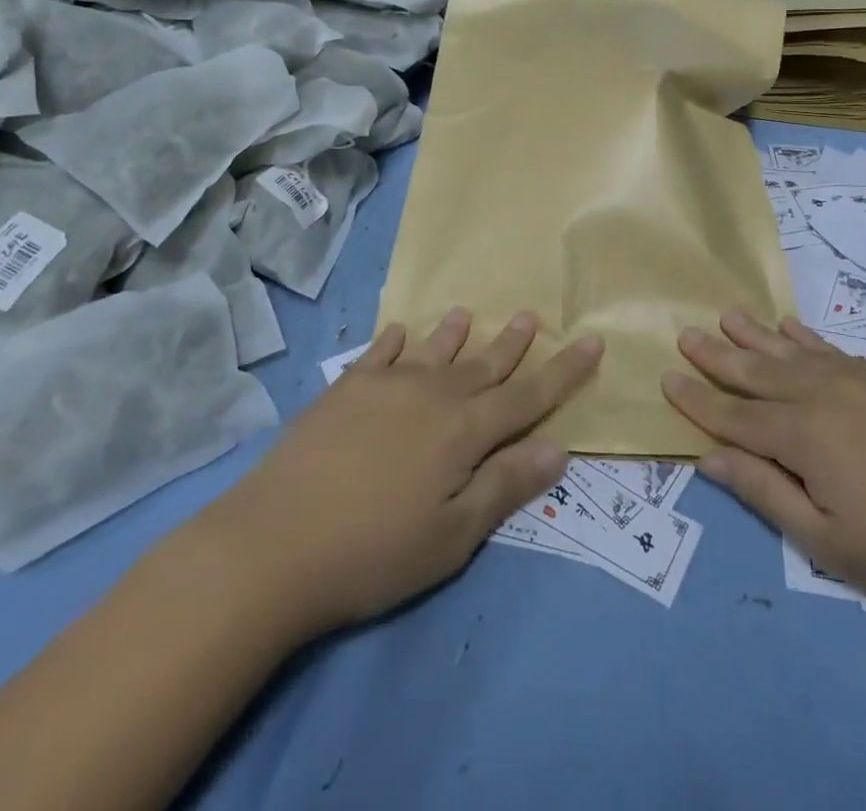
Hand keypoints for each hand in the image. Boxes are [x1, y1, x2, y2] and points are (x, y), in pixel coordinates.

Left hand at [214, 309, 602, 636]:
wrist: (274, 543)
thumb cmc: (374, 551)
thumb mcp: (453, 535)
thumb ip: (505, 485)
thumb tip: (558, 447)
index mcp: (464, 431)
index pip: (528, 396)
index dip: (564, 371)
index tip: (591, 340)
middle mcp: (432, 395)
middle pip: (483, 364)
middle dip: (513, 343)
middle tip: (532, 315)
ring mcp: (385, 386)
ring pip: (433, 350)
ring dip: (455, 333)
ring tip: (468, 313)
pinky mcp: (345, 389)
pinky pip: (379, 353)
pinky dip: (394, 341)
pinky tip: (399, 332)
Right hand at [662, 312, 865, 625]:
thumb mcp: (828, 543)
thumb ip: (764, 492)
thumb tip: (707, 457)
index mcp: (803, 435)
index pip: (735, 416)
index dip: (698, 400)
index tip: (666, 376)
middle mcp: (824, 393)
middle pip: (758, 371)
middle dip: (718, 355)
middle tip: (685, 332)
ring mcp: (861, 378)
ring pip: (793, 351)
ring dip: (755, 334)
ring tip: (726, 315)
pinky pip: (833, 348)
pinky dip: (805, 337)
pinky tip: (790, 326)